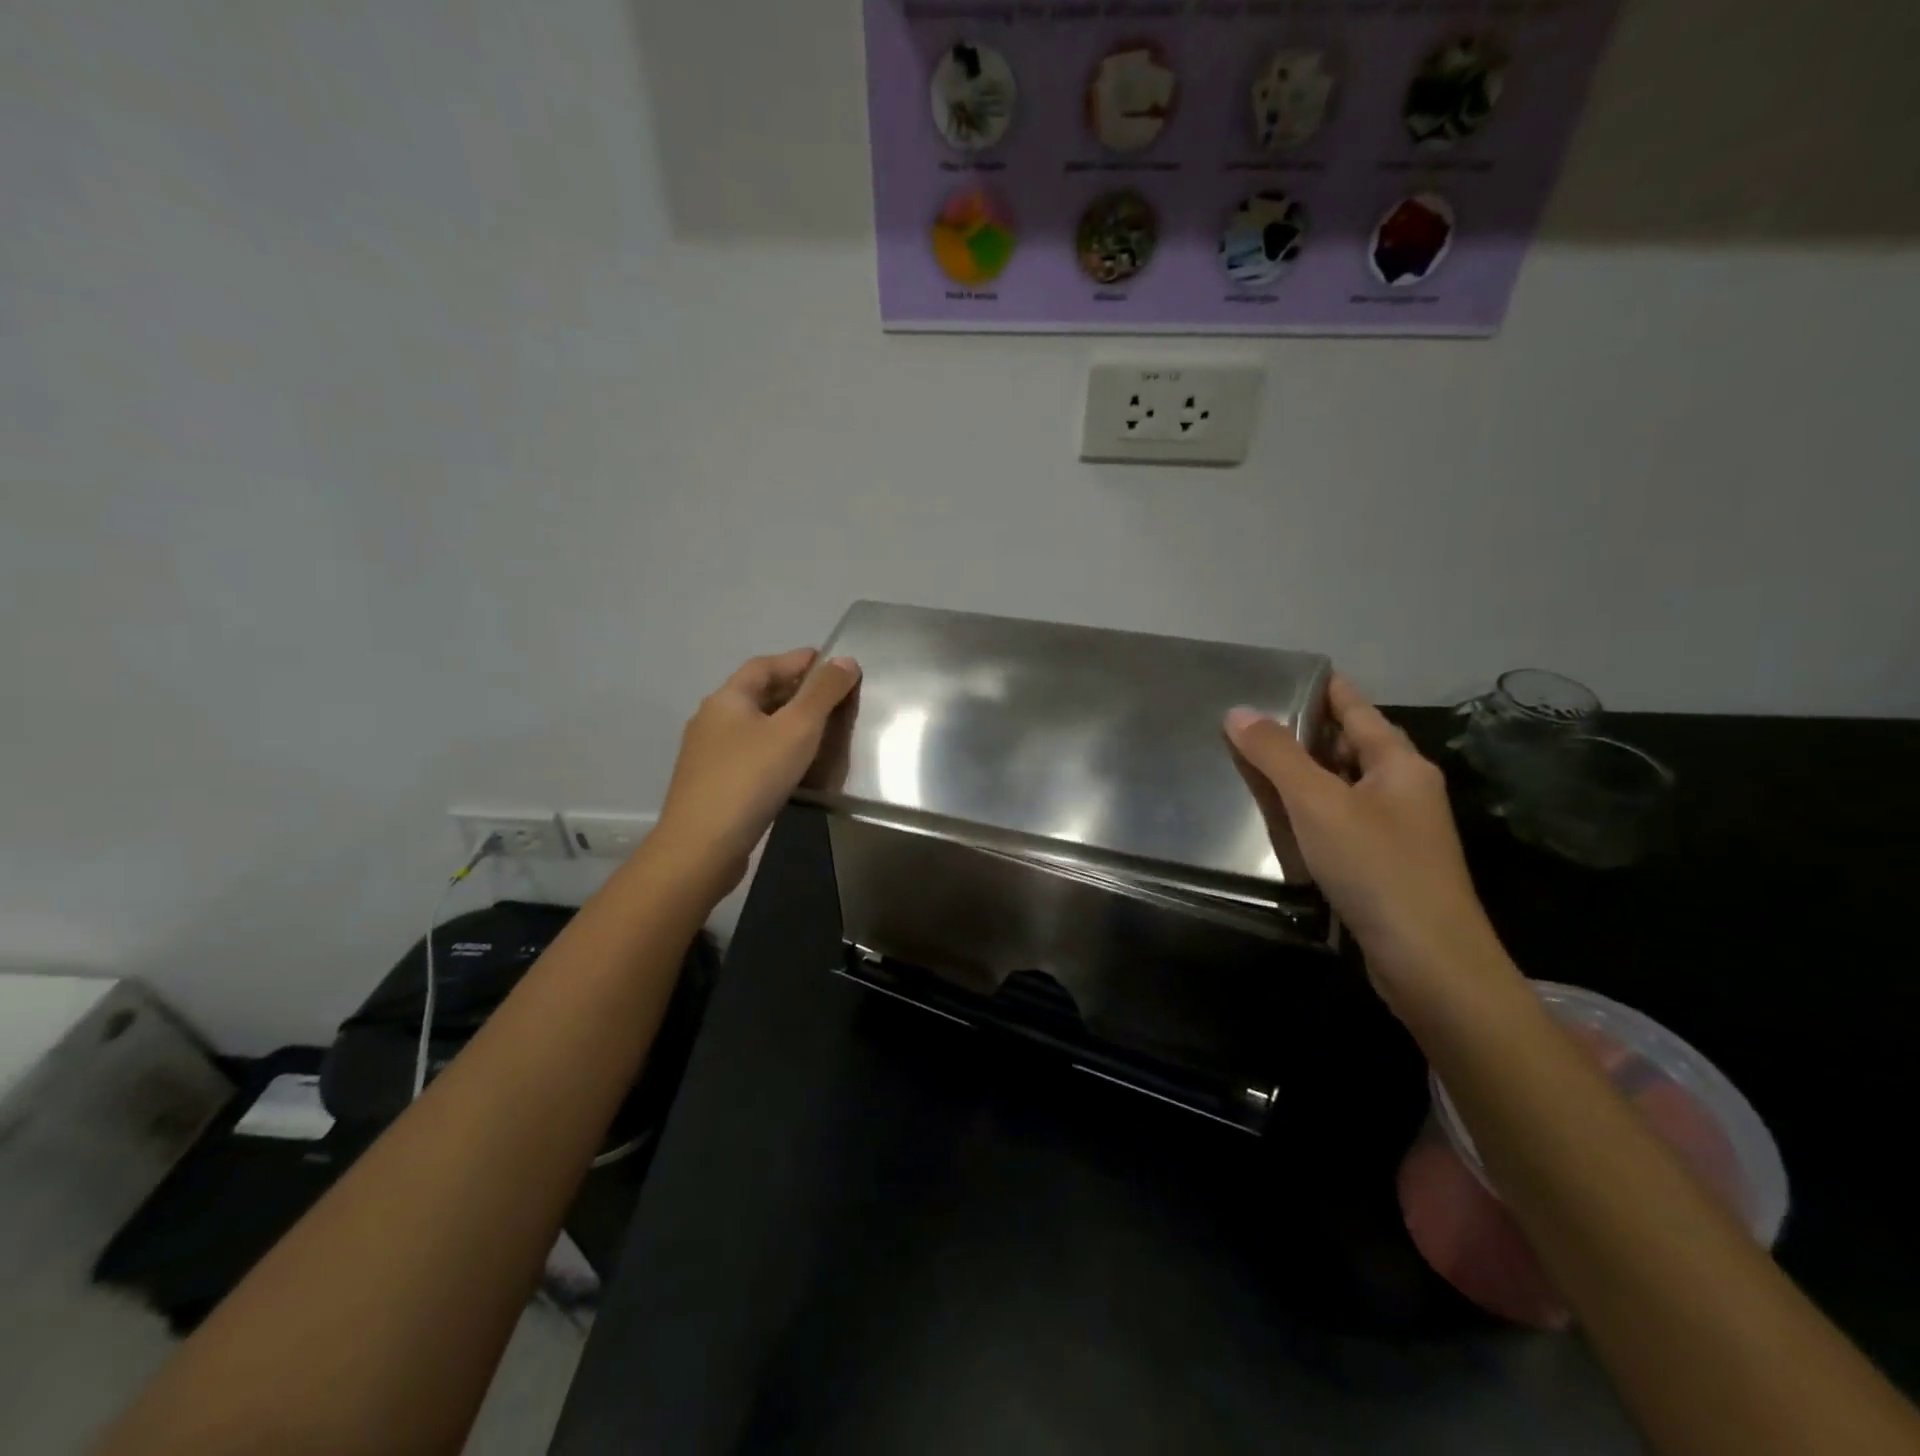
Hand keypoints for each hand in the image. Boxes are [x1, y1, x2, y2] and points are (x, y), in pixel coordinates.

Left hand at [654, 649, 860, 897]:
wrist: (702, 846)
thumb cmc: (751, 778)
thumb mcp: (796, 729)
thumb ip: (823, 693)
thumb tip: (846, 660)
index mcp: (727, 699)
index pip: (765, 665)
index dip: (798, 660)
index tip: (831, 663)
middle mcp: (712, 720)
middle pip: (758, 694)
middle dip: (794, 690)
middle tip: (832, 697)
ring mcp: (708, 755)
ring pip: (754, 726)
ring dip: (785, 722)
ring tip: (819, 730)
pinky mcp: (712, 785)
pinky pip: (750, 754)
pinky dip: (775, 750)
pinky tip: (794, 766)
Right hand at [1224, 676, 1509, 1011]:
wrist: (1429, 961)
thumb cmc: (1377, 867)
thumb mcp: (1318, 803)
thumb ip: (1277, 755)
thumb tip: (1238, 711)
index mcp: (1399, 764)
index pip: (1357, 709)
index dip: (1325, 688)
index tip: (1287, 673)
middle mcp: (1405, 789)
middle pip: (1352, 745)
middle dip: (1308, 730)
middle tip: (1254, 720)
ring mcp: (1398, 829)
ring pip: (1345, 785)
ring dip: (1307, 773)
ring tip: (1258, 762)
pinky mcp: (1386, 865)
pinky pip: (1343, 820)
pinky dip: (1313, 810)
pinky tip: (1284, 819)